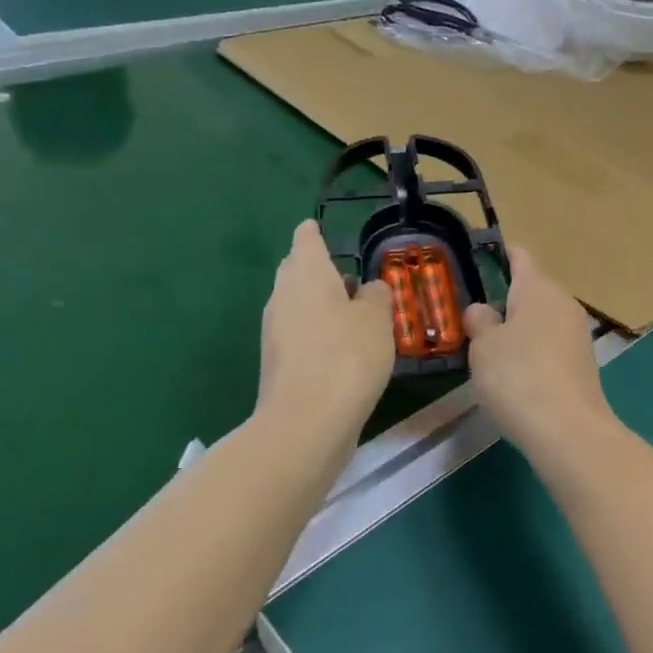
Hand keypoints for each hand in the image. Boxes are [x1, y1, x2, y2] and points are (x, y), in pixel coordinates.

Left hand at [255, 222, 394, 441]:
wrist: (307, 423)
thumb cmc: (347, 356)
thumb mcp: (377, 318)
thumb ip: (375, 296)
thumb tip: (367, 290)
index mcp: (307, 274)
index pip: (306, 240)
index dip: (314, 233)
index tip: (321, 229)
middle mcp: (283, 297)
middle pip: (296, 271)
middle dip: (316, 269)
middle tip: (345, 274)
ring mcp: (275, 332)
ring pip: (297, 304)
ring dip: (319, 303)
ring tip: (352, 311)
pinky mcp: (278, 364)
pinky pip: (298, 333)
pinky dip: (316, 331)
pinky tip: (342, 347)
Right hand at [463, 249, 614, 464]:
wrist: (568, 429)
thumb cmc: (518, 376)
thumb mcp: (483, 347)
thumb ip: (480, 321)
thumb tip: (483, 310)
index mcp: (538, 288)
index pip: (520, 257)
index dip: (500, 255)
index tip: (480, 258)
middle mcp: (563, 302)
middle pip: (531, 290)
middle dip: (506, 300)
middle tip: (473, 317)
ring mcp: (577, 333)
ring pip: (542, 319)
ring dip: (519, 329)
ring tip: (489, 350)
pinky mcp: (583, 362)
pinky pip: (551, 344)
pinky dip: (533, 351)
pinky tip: (516, 375)